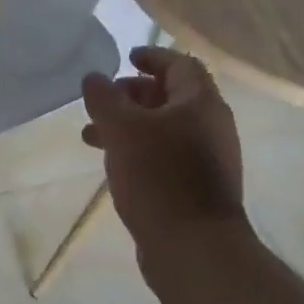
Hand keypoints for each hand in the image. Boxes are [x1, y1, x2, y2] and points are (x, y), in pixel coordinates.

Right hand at [81, 46, 248, 255]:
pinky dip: (140, 150)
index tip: (127, 57)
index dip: (153, 57)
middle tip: (104, 101)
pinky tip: (114, 166)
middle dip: (134, 95)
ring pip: (165, 129)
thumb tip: (94, 77)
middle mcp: (211, 126)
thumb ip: (104, 99)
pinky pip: (166, 156)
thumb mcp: (122, 130)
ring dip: (130, 126)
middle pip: (172, 97)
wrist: (193, 246)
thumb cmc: (158, 177)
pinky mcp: (197, 187)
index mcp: (200, 103)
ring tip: (92, 137)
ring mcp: (207, 159)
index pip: (180, 65)